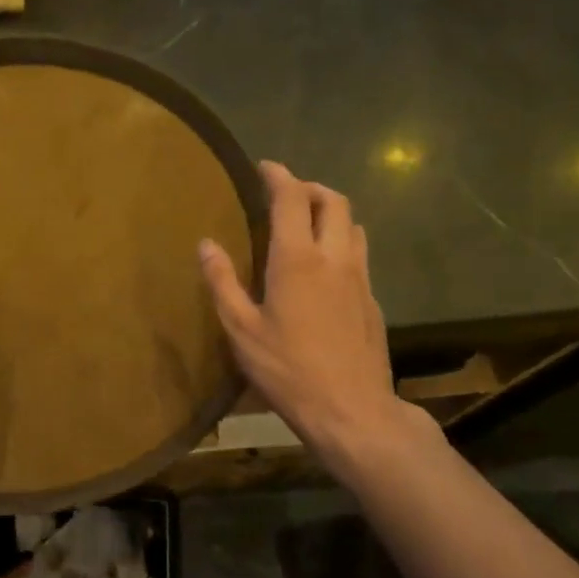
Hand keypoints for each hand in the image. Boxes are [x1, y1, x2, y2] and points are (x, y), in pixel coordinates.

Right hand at [199, 161, 416, 465]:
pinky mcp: (372, 300)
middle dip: (309, 187)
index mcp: (297, 259)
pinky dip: (341, 241)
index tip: (264, 167)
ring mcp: (360, 278)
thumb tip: (206, 244)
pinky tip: (325, 267)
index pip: (292, 198)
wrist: (352, 410)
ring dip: (330, 211)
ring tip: (307, 223)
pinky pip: (359, 253)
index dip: (278, 176)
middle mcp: (334, 257)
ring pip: (353, 224)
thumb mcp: (241, 330)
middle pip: (333, 200)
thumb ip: (222, 282)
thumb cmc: (288, 370)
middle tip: (285, 193)